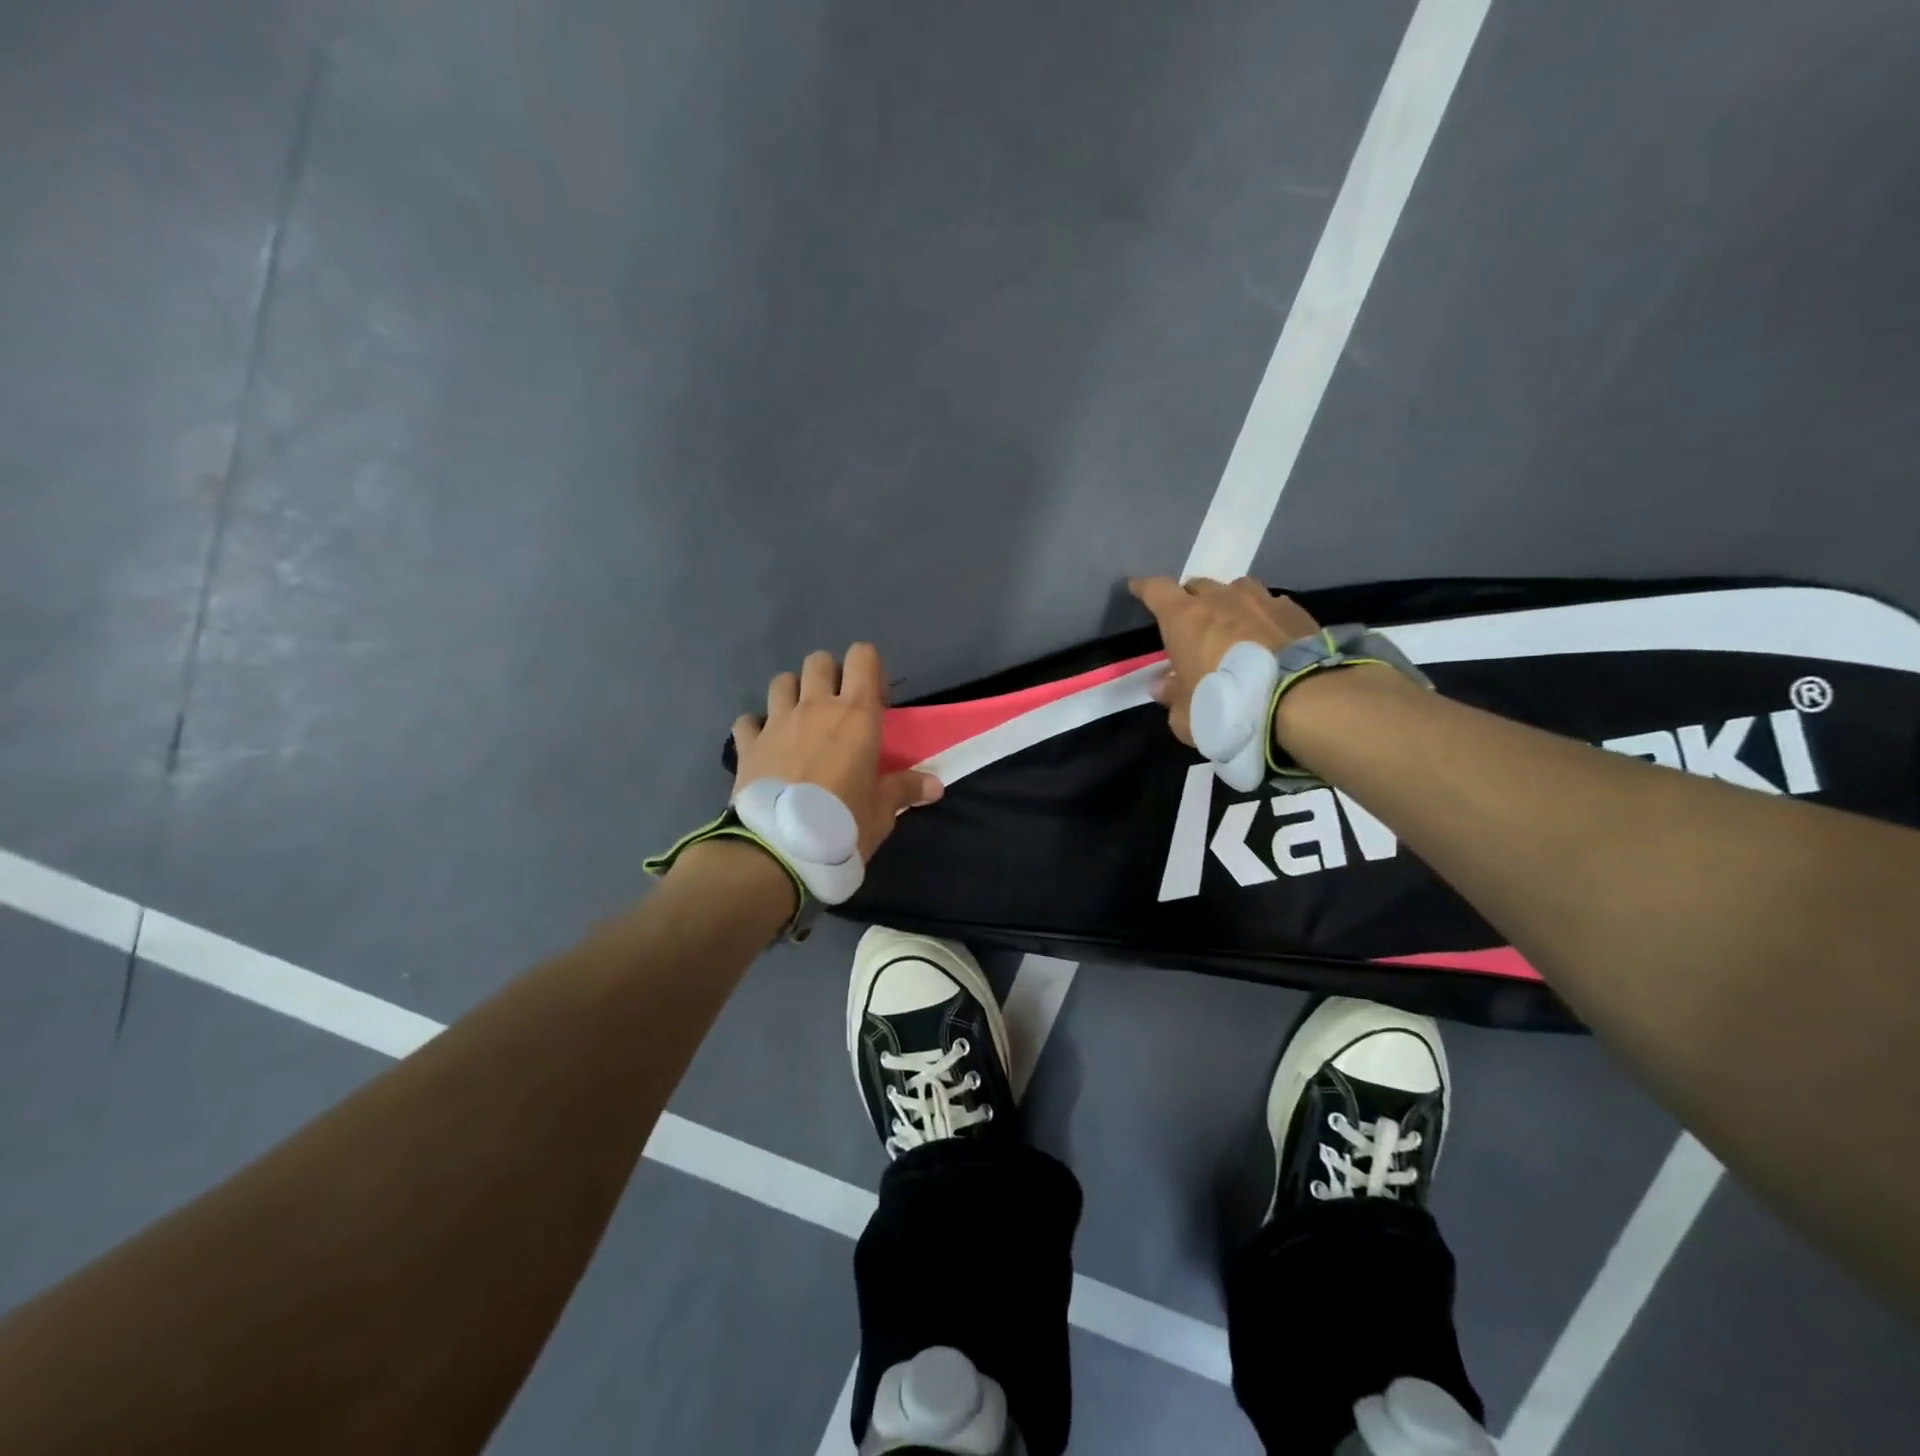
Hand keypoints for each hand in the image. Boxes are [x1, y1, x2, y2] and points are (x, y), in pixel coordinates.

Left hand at [731, 644, 942, 860]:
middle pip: (819, 661)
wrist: (780, 849)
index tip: (875, 699)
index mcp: (856, 715)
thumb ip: (905, 790)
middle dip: (829, 674)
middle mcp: (815, 706)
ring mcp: (776, 722)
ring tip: (800, 721)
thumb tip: (935, 785)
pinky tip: (764, 745)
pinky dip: (756, 727)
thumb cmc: (842, 824)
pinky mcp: (747, 744)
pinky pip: (748, 721)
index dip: (869, 669)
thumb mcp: (882, 811)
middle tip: (837, 707)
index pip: (862, 658)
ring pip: (781, 681)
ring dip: (792, 693)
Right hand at [1127, 575, 1319, 744]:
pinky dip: (1262, 615)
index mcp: (1184, 618)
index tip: (1137, 588)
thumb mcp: (1187, 715)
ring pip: (1236, 588)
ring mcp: (1260, 599)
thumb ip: (1172, 697)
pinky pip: (1269, 604)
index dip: (1145, 588)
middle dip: (1189, 599)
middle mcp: (1220, 598)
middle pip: (1197, 585)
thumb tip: (1163, 685)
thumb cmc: (1227, 704)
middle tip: (1190, 620)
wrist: (1300, 699)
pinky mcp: (1294, 610)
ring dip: (1228, 602)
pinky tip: (1267, 635)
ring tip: (1231, 623)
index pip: (1156, 590)